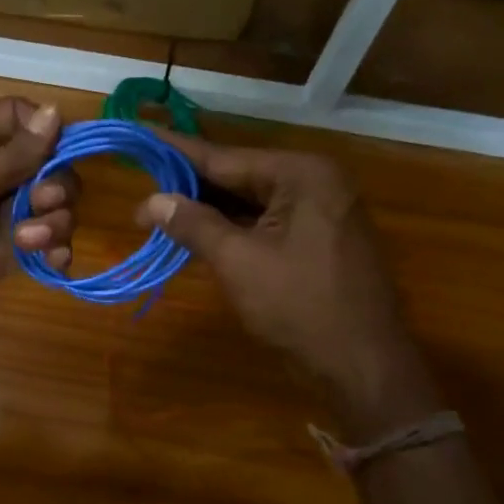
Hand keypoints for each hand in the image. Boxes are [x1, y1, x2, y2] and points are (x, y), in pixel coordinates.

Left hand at [0, 97, 77, 352]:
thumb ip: (14, 156)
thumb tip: (55, 111)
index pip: (19, 119)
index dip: (45, 130)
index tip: (60, 151)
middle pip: (46, 165)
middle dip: (56, 184)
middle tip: (42, 204)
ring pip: (50, 207)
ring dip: (55, 222)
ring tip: (32, 242)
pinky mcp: (4, 255)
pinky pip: (43, 244)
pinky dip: (55, 250)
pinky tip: (53, 262)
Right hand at [136, 134, 441, 438]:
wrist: (362, 366)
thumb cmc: (300, 307)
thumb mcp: (238, 262)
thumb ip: (193, 225)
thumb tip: (150, 202)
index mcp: (301, 175)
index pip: (224, 158)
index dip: (177, 153)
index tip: (141, 137)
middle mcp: (315, 182)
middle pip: (238, 177)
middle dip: (189, 185)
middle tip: (140, 184)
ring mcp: (320, 211)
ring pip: (250, 202)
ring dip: (207, 210)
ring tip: (157, 208)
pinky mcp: (317, 240)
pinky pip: (264, 222)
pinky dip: (230, 228)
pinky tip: (195, 231)